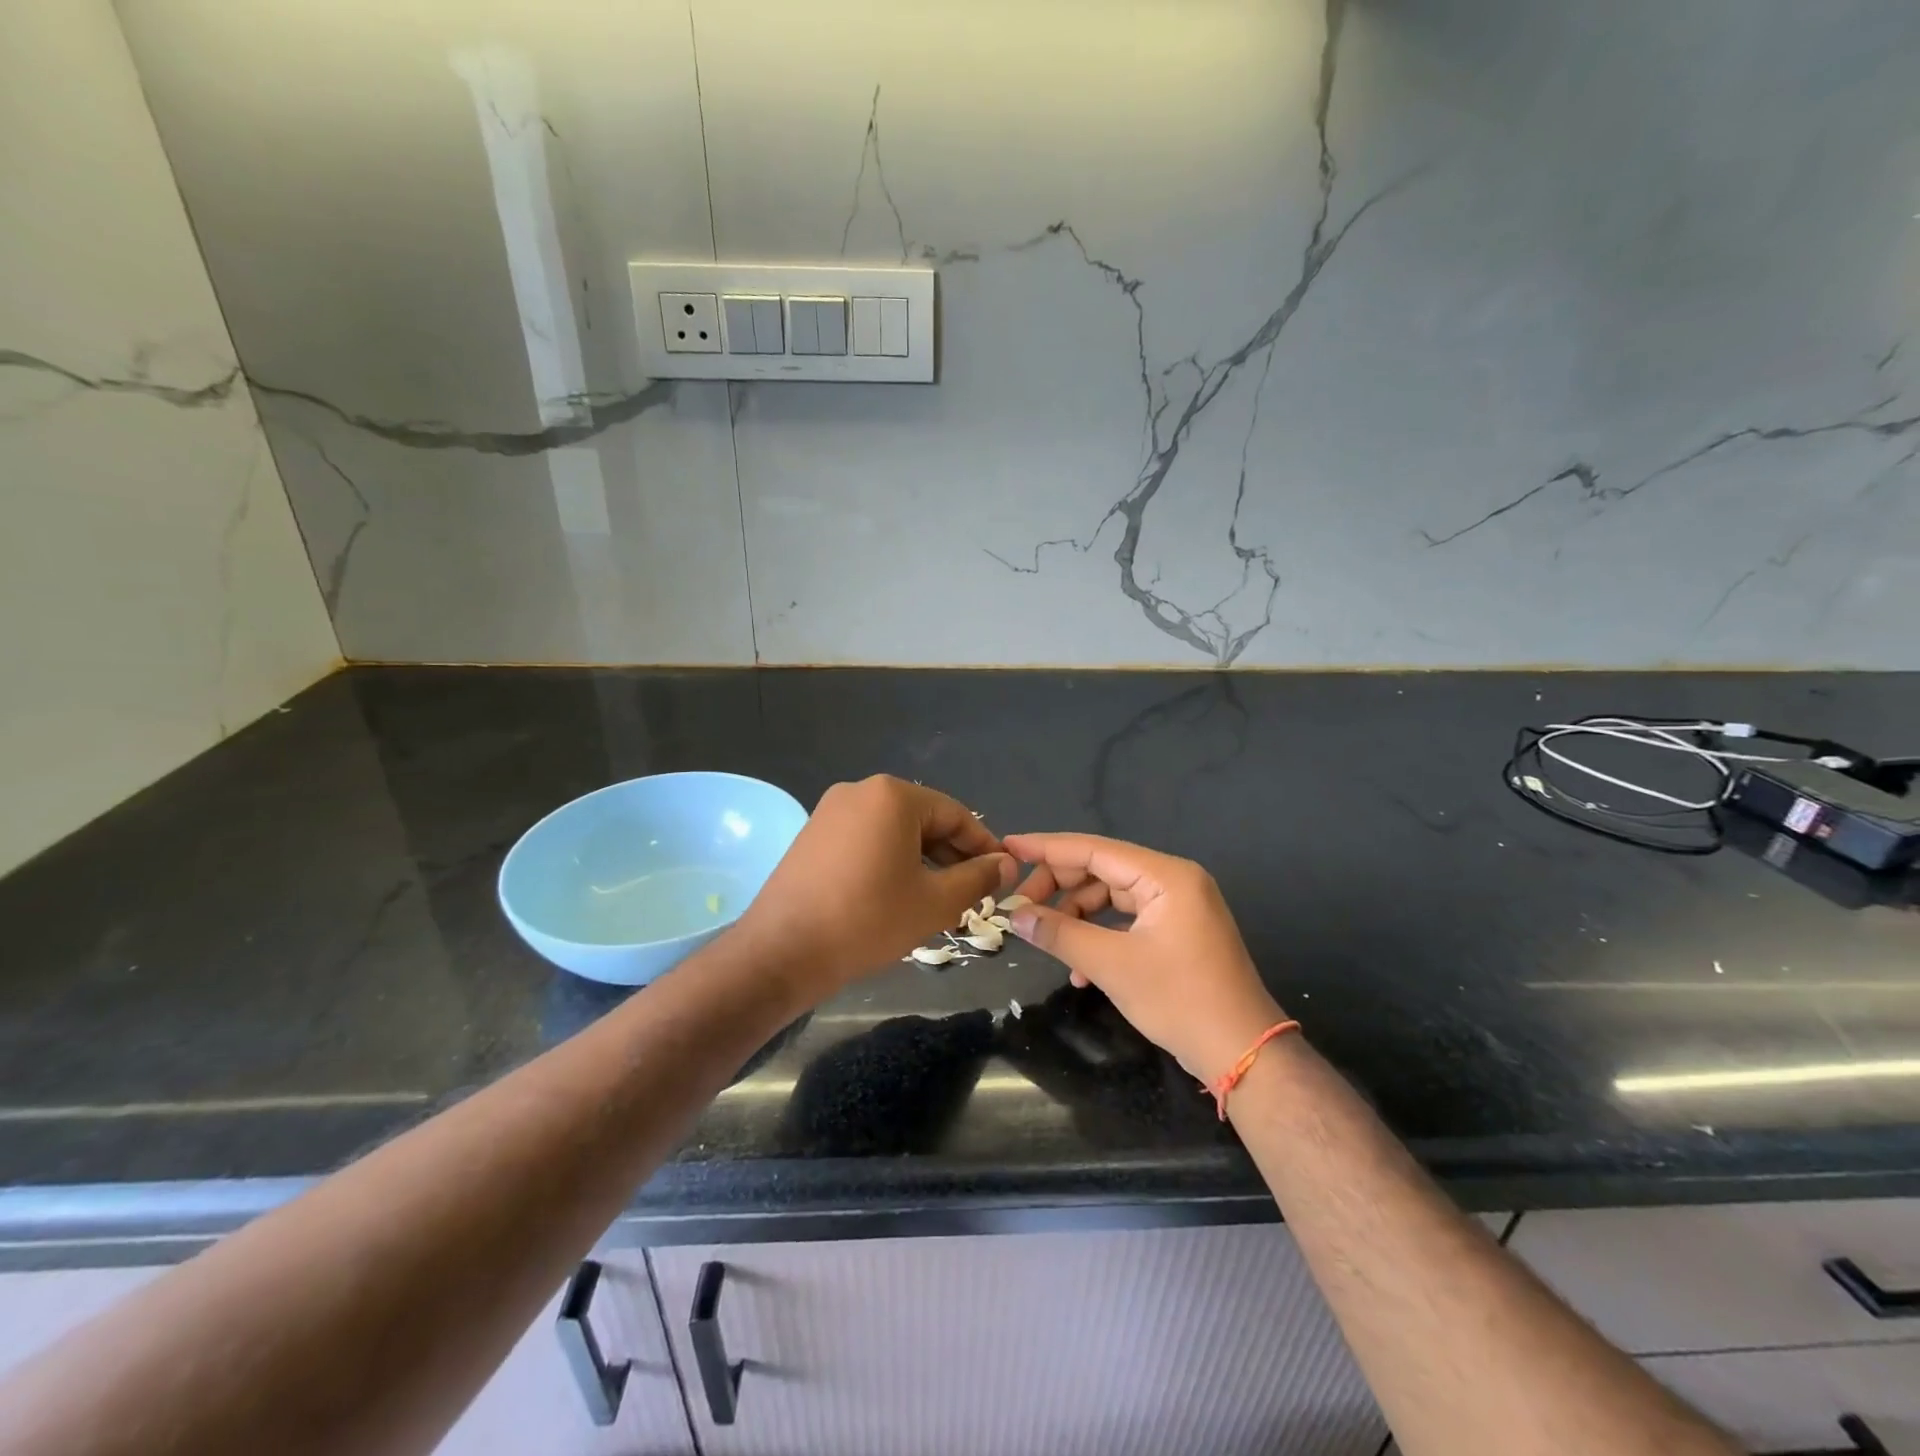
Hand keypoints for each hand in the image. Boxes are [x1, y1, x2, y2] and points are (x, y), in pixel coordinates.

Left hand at [738, 776, 1015, 996]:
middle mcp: (860, 791)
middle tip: (971, 893)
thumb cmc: (867, 921)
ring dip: (922, 860)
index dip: (983, 846)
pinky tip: (896, 895)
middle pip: (923, 819)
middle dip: (951, 855)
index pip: (955, 814)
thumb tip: (1007, 863)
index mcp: (893, 796)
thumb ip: (978, 878)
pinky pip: (866, 839)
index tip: (1000, 876)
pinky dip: (889, 860)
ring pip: (894, 830)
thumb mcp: (935, 902)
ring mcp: (831, 811)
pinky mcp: (813, 834)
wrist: (782, 951)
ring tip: (937, 898)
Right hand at [1001, 833, 1285, 1083]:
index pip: (1094, 849)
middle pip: (1101, 870)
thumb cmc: (1180, 1000)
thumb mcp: (1112, 965)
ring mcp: (1177, 907)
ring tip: (1046, 940)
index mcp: (1165, 876)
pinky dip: (1099, 937)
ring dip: (1076, 918)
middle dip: (1059, 888)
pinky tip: (1079, 971)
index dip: (1047, 848)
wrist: (1244, 1053)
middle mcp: (1173, 881)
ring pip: (1111, 897)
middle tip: (1020, 908)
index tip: (1009, 847)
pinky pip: (1126, 921)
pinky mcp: (1176, 932)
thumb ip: (1060, 934)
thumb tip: (1016, 916)